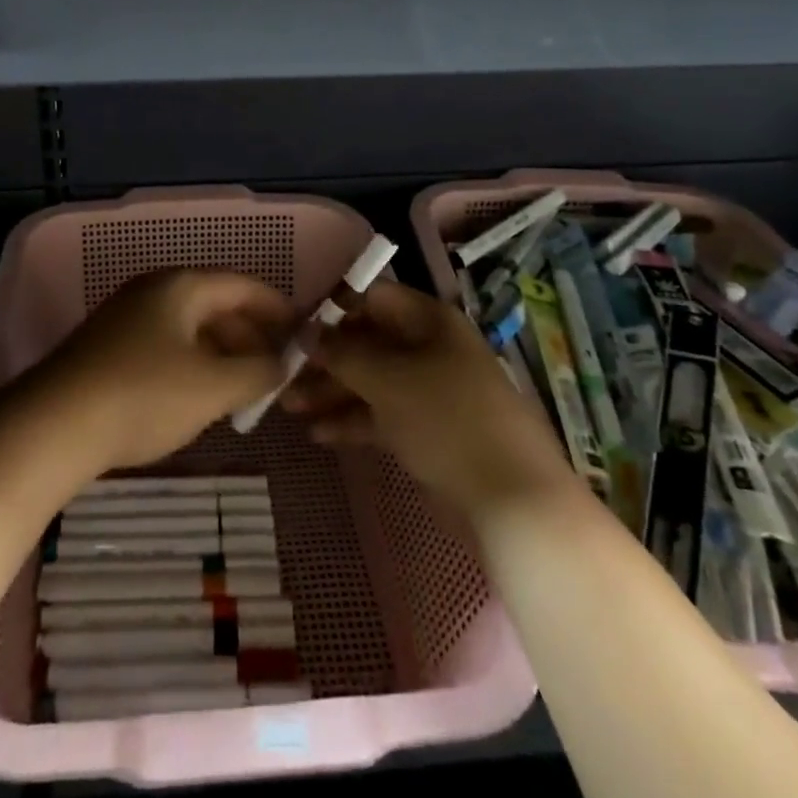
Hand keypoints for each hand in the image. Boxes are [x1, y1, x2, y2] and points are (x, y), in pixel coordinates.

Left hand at [32, 269, 296, 472]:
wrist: (54, 425)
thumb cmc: (145, 395)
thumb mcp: (214, 386)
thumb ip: (258, 371)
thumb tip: (281, 363)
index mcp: (181, 285)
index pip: (243, 286)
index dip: (278, 309)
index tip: (304, 335)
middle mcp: (153, 290)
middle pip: (216, 306)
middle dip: (249, 339)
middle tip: (274, 375)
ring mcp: (125, 317)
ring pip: (189, 330)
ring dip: (220, 357)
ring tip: (241, 395)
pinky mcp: (107, 347)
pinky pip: (164, 347)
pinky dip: (191, 367)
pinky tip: (196, 401)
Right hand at [282, 280, 575, 516]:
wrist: (513, 499)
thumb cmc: (447, 420)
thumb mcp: (388, 380)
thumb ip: (343, 353)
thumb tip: (308, 332)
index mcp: (430, 321)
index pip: (374, 298)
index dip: (334, 307)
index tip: (295, 325)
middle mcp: (431, 348)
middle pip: (369, 342)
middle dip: (326, 358)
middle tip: (283, 374)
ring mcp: (432, 391)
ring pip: (372, 381)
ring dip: (331, 392)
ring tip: (288, 408)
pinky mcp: (431, 430)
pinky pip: (384, 415)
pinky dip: (353, 421)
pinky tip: (319, 434)